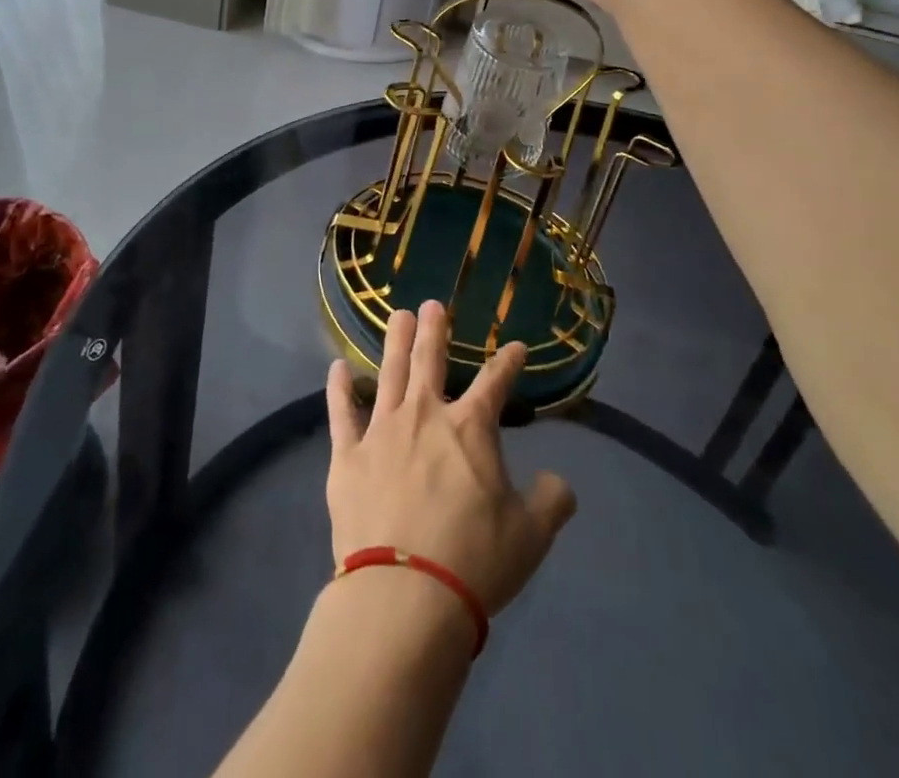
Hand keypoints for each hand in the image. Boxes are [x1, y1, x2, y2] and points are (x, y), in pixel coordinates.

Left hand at [325, 301, 576, 615]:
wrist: (404, 594)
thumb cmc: (474, 560)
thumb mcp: (530, 535)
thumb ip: (551, 501)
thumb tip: (561, 483)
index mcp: (470, 428)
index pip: (495, 382)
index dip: (508, 362)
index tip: (516, 347)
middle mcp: (425, 415)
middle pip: (429, 360)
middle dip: (433, 329)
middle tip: (431, 304)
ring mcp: (382, 431)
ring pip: (389, 373)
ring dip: (394, 342)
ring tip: (396, 315)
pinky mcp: (347, 456)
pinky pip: (341, 413)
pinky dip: (340, 388)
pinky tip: (337, 367)